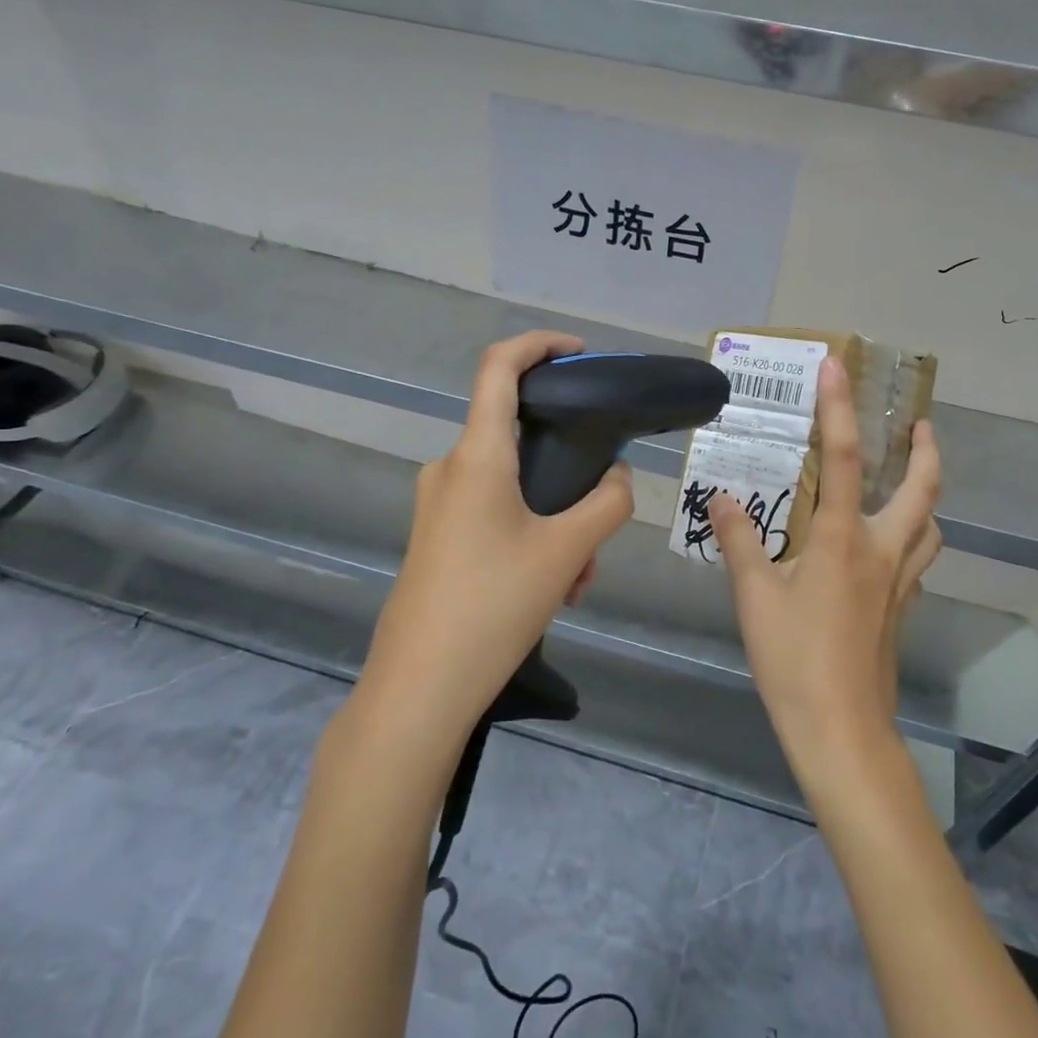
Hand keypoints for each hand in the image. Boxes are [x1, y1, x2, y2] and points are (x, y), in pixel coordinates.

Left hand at [357, 331, 634, 736]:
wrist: (418, 692)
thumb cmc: (491, 606)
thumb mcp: (566, 553)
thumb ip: (607, 504)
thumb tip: (619, 479)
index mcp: (477, 456)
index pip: (499, 367)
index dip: (539, 345)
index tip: (580, 353)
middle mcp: (451, 469)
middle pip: (519, 439)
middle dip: (569, 471)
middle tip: (599, 518)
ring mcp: (439, 505)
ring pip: (515, 487)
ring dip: (556, 519)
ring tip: (579, 577)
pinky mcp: (437, 538)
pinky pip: (495, 516)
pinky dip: (532, 537)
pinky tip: (553, 590)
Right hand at [708, 357, 942, 780]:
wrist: (841, 731)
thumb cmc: (795, 659)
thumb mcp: (755, 597)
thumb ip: (740, 541)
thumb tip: (722, 498)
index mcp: (843, 539)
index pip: (842, 459)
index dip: (839, 408)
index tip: (837, 367)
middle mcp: (882, 551)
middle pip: (923, 490)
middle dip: (927, 451)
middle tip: (919, 424)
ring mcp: (899, 583)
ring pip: (930, 527)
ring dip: (927, 495)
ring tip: (909, 481)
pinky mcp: (901, 610)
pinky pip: (918, 559)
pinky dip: (913, 538)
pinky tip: (886, 546)